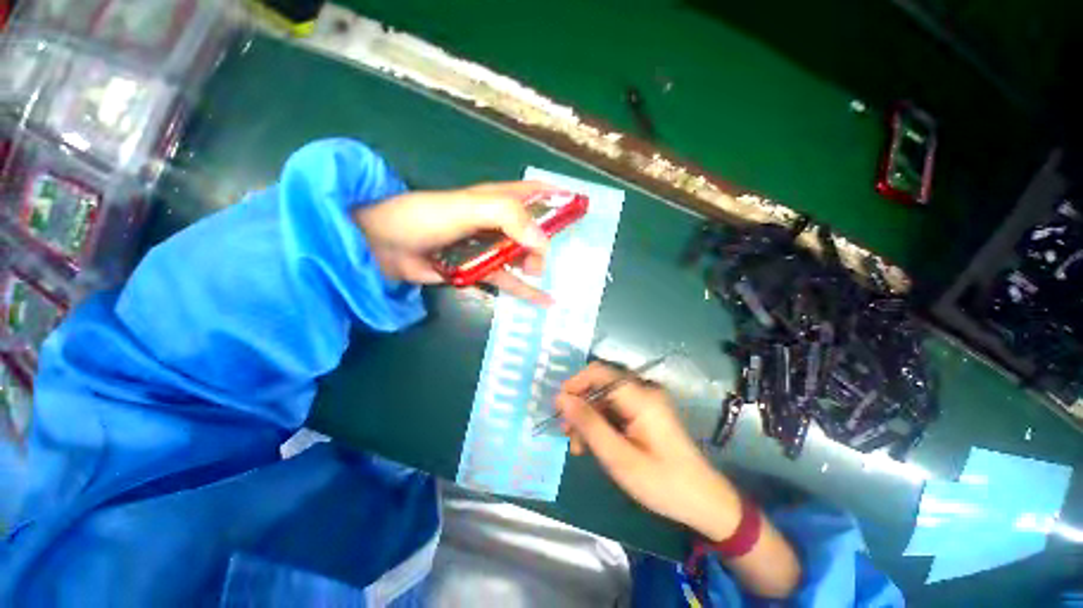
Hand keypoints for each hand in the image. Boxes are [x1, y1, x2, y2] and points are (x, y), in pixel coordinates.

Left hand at [354, 181, 560, 305]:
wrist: (386, 246)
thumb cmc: (427, 217)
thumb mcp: (470, 207)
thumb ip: (508, 217)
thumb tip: (542, 243)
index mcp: (497, 200)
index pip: (534, 193)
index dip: (556, 197)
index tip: (578, 209)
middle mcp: (497, 223)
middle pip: (532, 231)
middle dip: (547, 242)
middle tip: (552, 258)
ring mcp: (488, 248)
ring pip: (522, 257)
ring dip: (537, 267)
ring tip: (546, 279)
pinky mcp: (478, 270)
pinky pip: (507, 280)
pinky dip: (524, 291)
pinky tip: (543, 301)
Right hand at [555, 362, 741, 540]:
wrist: (704, 501)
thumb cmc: (662, 482)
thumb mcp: (618, 457)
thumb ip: (589, 424)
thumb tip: (561, 399)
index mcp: (640, 396)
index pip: (598, 372)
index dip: (574, 384)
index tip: (557, 408)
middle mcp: (643, 390)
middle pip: (600, 385)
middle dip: (579, 405)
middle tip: (565, 432)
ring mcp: (646, 401)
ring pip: (605, 398)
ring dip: (588, 418)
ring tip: (577, 446)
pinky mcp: (646, 412)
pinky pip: (615, 409)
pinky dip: (601, 423)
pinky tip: (593, 445)